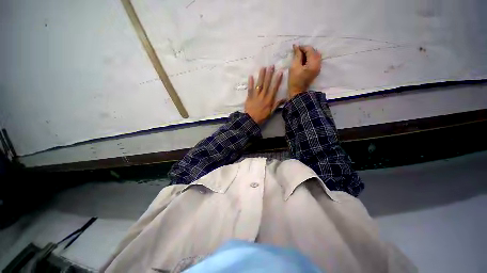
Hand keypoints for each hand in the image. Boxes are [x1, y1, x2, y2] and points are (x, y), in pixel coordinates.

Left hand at [245, 66, 284, 124]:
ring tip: (263, 68)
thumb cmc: (262, 117)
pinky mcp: (249, 97)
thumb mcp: (271, 112)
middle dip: (269, 75)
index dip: (277, 80)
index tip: (280, 72)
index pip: (274, 88)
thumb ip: (277, 105)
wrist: (251, 120)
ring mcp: (255, 96)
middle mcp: (263, 96)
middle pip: (266, 84)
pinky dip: (250, 83)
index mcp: (269, 100)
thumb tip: (284, 98)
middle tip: (271, 66)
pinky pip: (250, 89)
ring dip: (261, 76)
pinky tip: (251, 76)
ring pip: (259, 84)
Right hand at [288, 45, 321, 98]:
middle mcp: (318, 64)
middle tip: (297, 51)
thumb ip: (297, 55)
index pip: (310, 50)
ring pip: (315, 56)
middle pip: (314, 52)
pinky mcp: (315, 70)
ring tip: (299, 55)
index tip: (294, 47)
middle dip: (306, 50)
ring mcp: (318, 68)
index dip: (302, 47)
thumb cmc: (294, 80)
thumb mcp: (294, 67)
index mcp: (313, 63)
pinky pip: (314, 60)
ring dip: (308, 54)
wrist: (297, 92)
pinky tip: (303, 60)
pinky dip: (309, 58)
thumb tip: (296, 46)